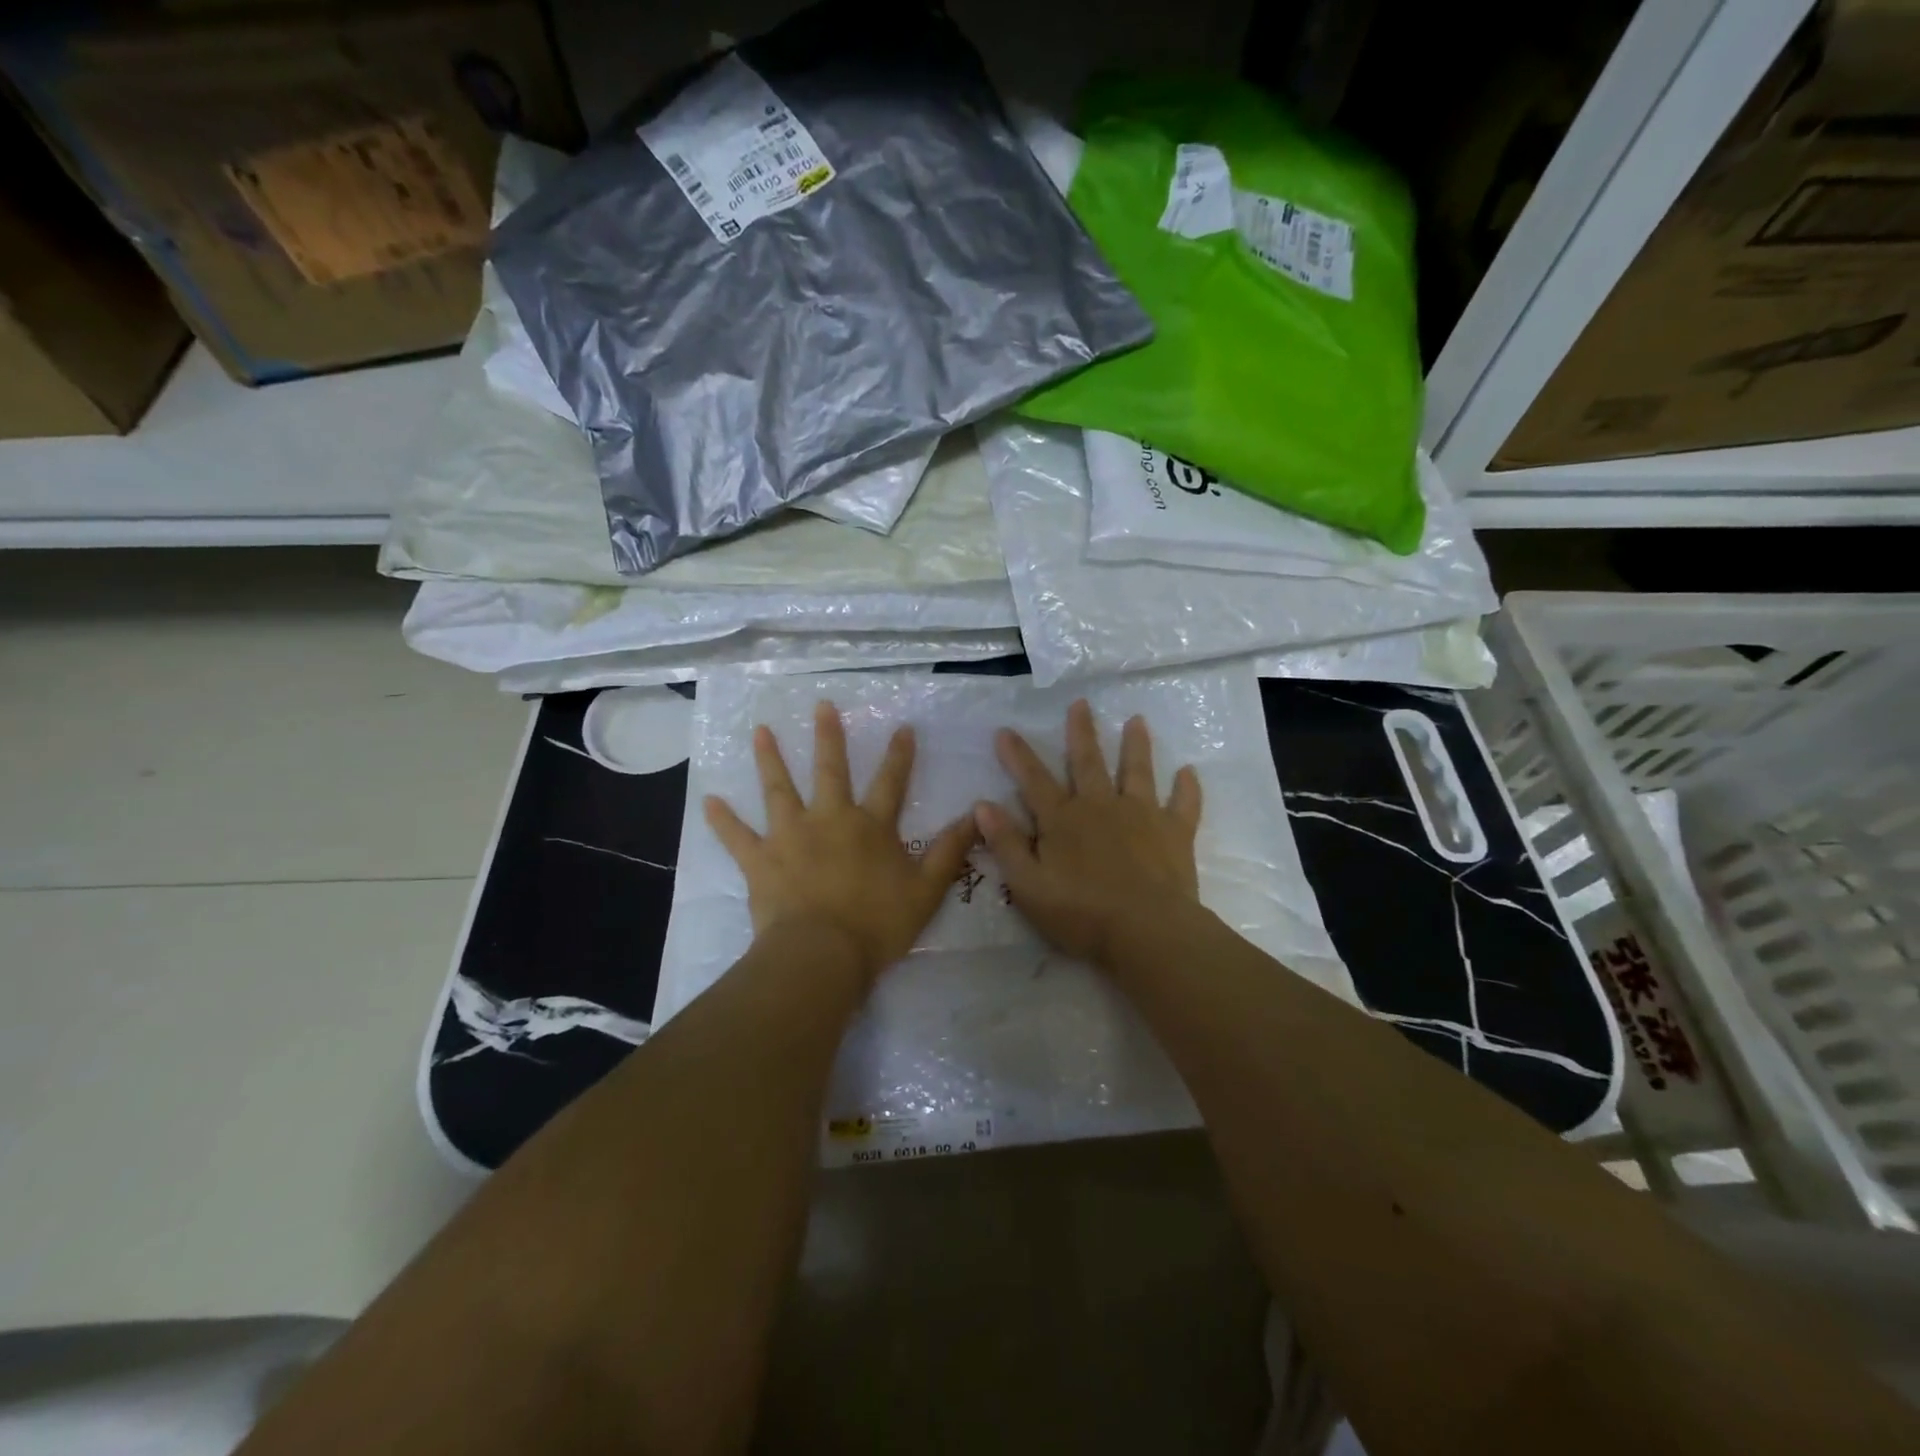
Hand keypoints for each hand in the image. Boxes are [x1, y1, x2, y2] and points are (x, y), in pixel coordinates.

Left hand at [704, 701, 977, 982]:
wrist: (822, 954)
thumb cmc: (877, 924)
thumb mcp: (927, 890)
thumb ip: (950, 851)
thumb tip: (976, 817)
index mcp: (870, 826)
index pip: (890, 782)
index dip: (898, 755)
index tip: (901, 727)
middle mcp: (830, 819)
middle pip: (830, 770)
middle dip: (828, 737)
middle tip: (821, 705)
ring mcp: (790, 836)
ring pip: (779, 790)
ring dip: (770, 759)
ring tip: (759, 731)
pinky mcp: (761, 860)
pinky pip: (737, 836)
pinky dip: (722, 819)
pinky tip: (708, 800)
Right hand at [974, 700, 1202, 965]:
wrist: (1145, 931)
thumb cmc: (1080, 913)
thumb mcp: (1028, 885)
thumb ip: (1006, 844)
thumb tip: (982, 805)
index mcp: (1063, 820)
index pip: (1034, 781)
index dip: (1017, 756)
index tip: (1005, 730)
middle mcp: (1100, 806)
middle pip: (1088, 762)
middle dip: (1081, 732)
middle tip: (1081, 703)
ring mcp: (1141, 815)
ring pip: (1137, 772)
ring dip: (1136, 745)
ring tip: (1137, 720)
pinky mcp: (1174, 832)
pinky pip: (1183, 804)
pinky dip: (1187, 788)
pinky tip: (1189, 772)